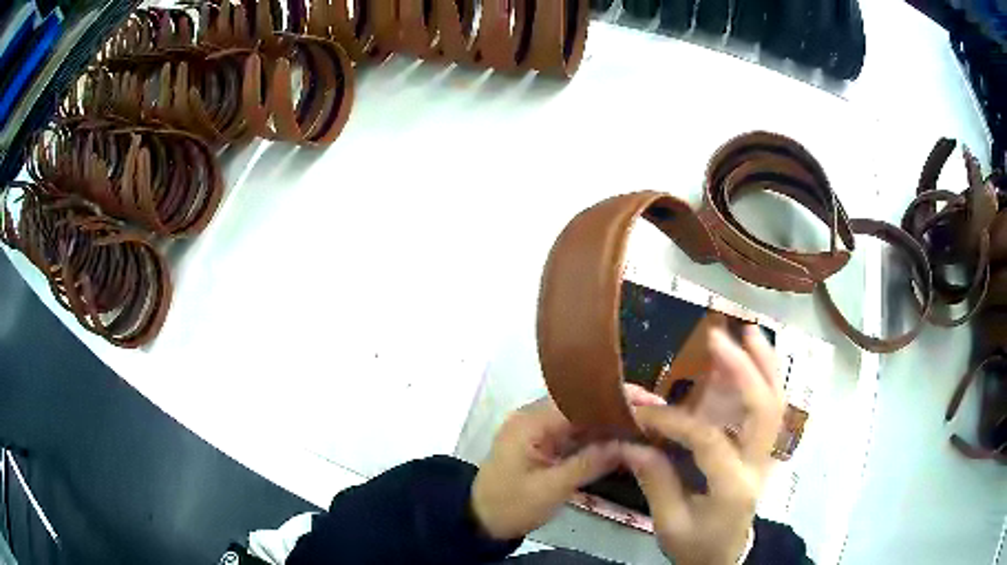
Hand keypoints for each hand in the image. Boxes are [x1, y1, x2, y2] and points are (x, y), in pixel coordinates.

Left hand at [472, 385, 664, 539]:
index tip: (649, 402)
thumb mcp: (550, 489)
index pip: (579, 400)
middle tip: (655, 414)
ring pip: (582, 418)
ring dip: (611, 422)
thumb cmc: (511, 506)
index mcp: (531, 422)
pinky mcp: (544, 443)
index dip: (615, 399)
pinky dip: (598, 437)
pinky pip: (576, 434)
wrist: (481, 521)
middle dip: (618, 408)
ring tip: (647, 424)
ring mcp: (539, 430)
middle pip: (583, 404)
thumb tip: (628, 444)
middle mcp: (535, 418)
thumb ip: (589, 464)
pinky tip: (623, 441)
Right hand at [622, 325, 783, 564]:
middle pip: (762, 409)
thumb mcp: (669, 523)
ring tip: (749, 332)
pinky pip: (772, 409)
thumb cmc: (696, 545)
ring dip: (765, 364)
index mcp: (732, 488)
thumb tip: (631, 441)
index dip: (675, 420)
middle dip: (743, 370)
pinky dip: (768, 378)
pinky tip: (758, 357)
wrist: (725, 556)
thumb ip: (656, 480)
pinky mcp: (764, 450)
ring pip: (775, 403)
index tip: (642, 411)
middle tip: (718, 338)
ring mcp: (767, 455)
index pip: (708, 441)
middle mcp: (757, 465)